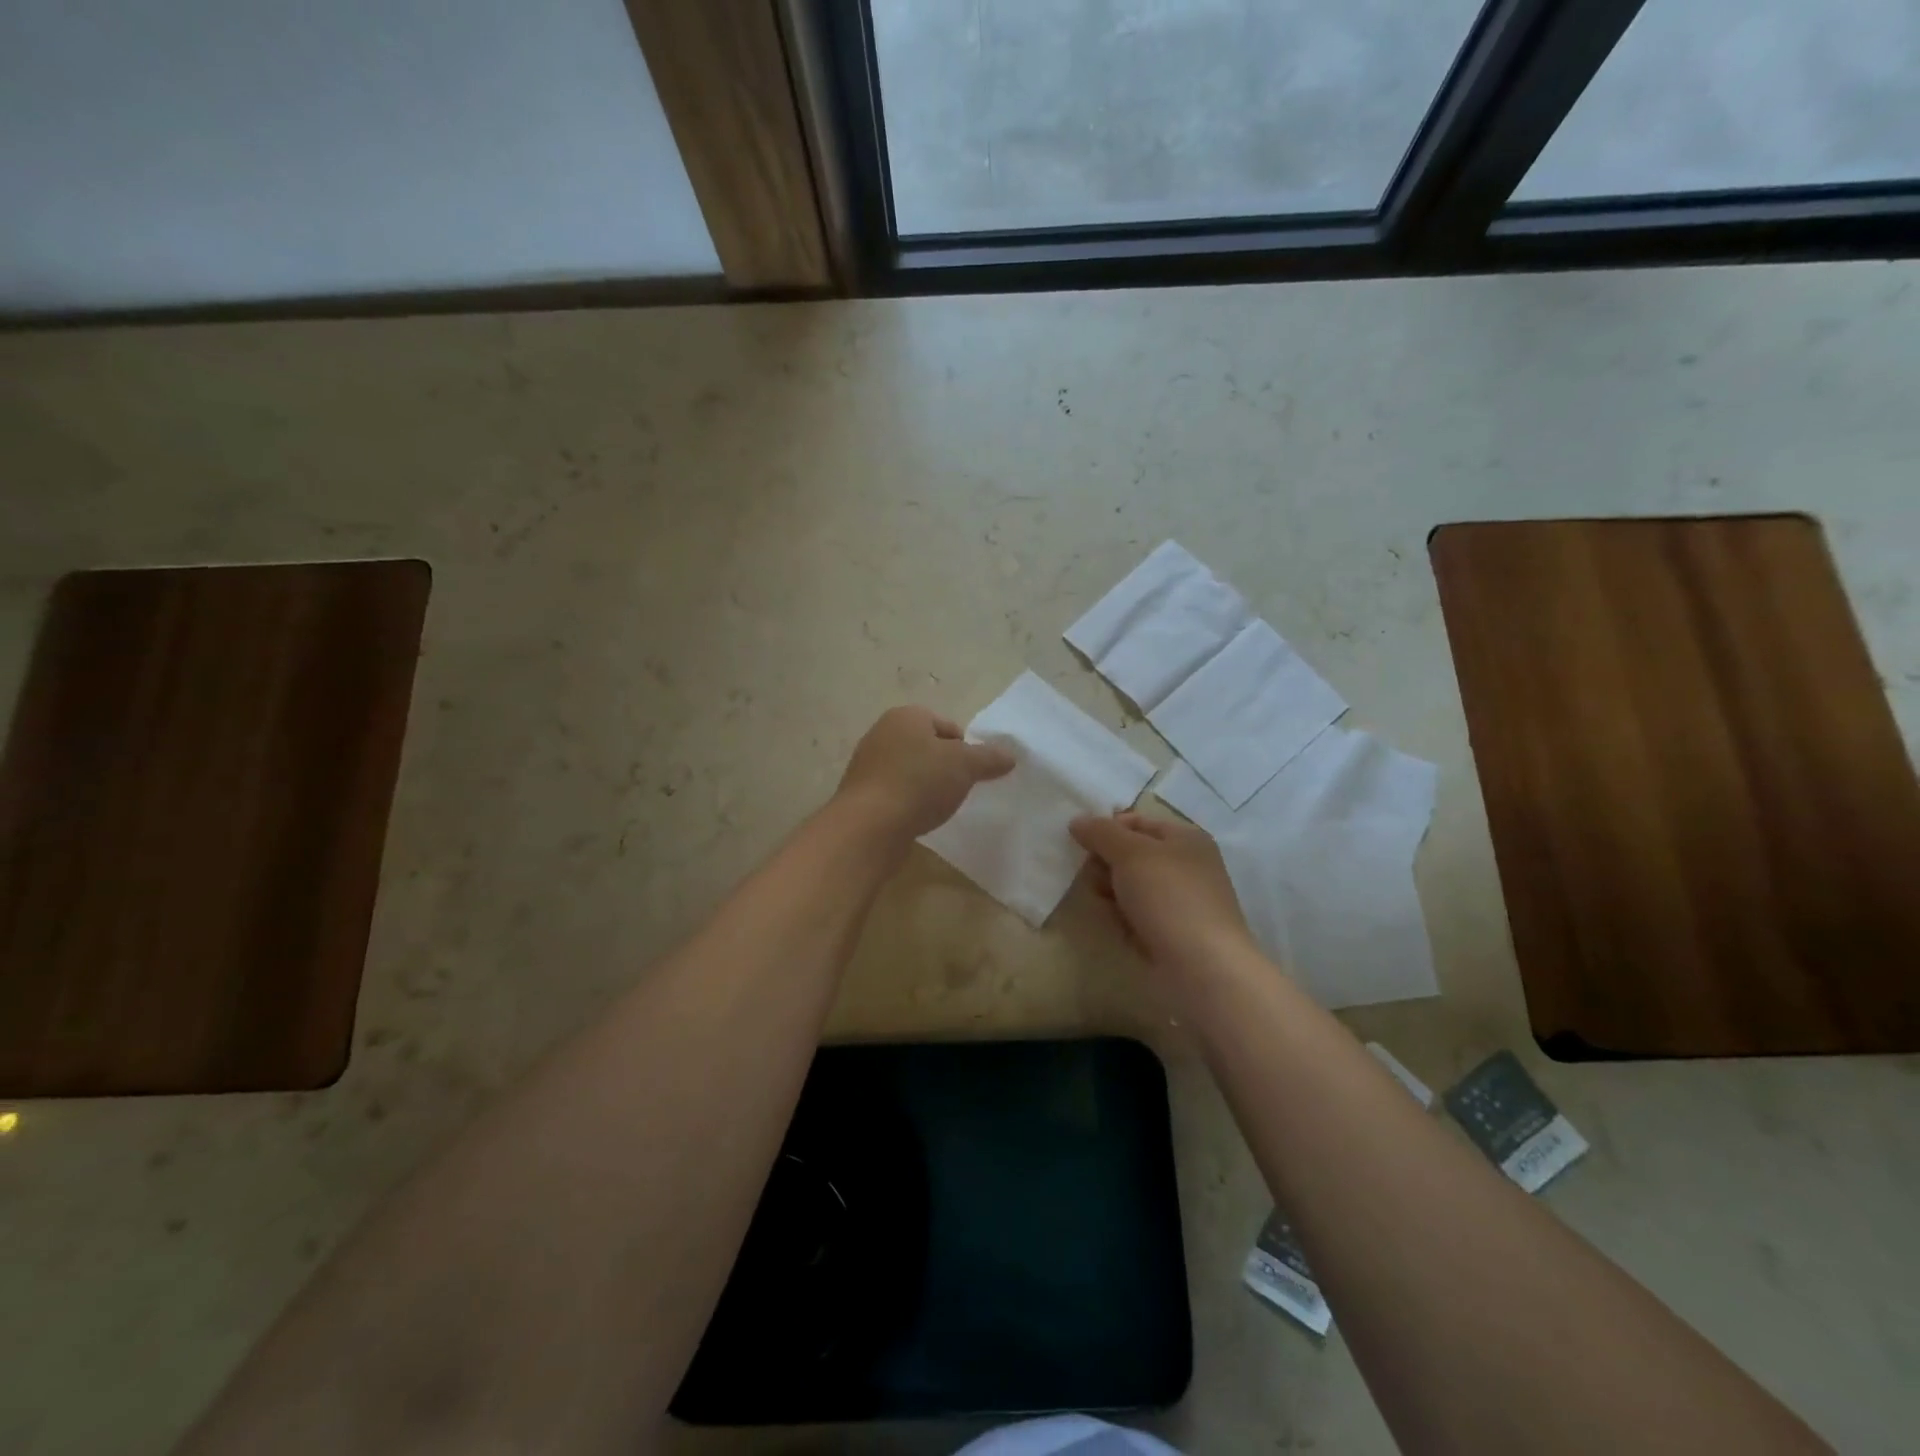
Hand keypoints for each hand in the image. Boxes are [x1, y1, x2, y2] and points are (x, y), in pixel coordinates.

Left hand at [834, 706, 1014, 844]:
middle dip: (945, 768)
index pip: (947, 726)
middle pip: (928, 748)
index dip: (965, 748)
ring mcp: (867, 764)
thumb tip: (1009, 756)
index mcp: (906, 716)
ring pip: (911, 771)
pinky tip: (916, 819)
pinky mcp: (861, 794)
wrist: (869, 826)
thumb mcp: (965, 766)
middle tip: (957, 790)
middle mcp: (882, 733)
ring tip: (937, 808)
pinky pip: (895, 793)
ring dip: (926, 787)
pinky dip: (908, 803)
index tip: (971, 773)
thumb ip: (989, 757)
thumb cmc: (919, 783)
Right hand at [1070, 811, 1254, 973]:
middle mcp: (1186, 866)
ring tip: (1104, 903)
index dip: (1107, 828)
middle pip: (1131, 854)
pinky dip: (1123, 918)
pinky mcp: (1171, 933)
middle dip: (1106, 862)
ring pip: (1131, 886)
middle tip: (1091, 876)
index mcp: (1185, 838)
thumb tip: (1077, 821)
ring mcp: (1179, 902)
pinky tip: (1116, 926)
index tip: (1080, 843)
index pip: (1137, 821)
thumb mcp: (1131, 853)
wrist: (1203, 968)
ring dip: (1111, 891)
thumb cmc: (1169, 897)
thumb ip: (1101, 833)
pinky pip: (1137, 915)